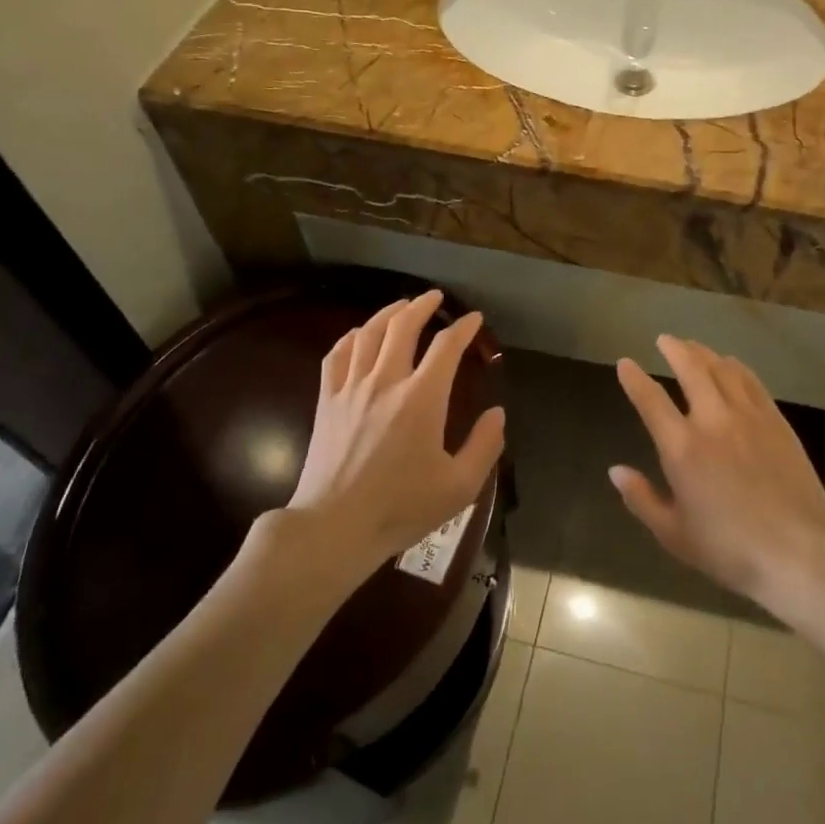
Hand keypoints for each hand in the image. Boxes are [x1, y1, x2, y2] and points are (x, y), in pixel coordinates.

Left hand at [287, 290, 504, 569]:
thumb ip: (484, 446)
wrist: (335, 527)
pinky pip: (337, 355)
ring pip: (368, 333)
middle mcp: (386, 381)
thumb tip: (497, 413)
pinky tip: (358, 335)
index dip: (463, 327)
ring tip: (401, 306)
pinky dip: (351, 337)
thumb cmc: (401, 508)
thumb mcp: (459, 486)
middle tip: (435, 297)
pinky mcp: (327, 401)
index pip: (446, 346)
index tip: (475, 319)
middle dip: (422, 305)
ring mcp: (351, 388)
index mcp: (422, 398)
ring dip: (388, 313)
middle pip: (403, 326)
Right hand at [611, 335, 824, 607]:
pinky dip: (735, 366)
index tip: (625, 363)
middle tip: (664, 339)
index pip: (651, 400)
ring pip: (722, 369)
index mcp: (682, 448)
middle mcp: (712, 420)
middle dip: (674, 349)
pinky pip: (751, 381)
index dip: (634, 378)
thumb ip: (642, 499)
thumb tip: (616, 471)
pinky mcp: (776, 420)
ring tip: (693, 346)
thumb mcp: (674, 534)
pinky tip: (731, 364)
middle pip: (690, 369)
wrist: (799, 551)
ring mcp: (748, 416)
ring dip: (704, 352)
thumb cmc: (729, 549)